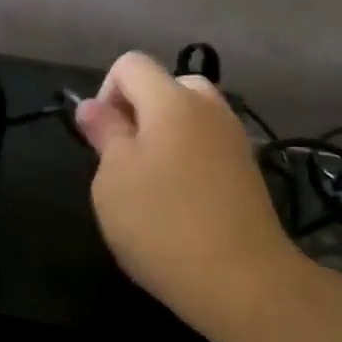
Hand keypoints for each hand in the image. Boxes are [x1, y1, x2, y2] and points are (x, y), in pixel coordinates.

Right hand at [76, 52, 302, 331]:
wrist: (240, 277)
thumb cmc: (162, 224)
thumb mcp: (114, 179)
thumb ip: (104, 134)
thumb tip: (91, 105)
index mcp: (172, 100)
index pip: (131, 64)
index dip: (105, 93)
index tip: (101, 140)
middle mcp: (210, 108)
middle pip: (168, 85)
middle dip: (140, 112)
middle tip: (126, 160)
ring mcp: (235, 138)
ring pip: (192, 117)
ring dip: (166, 136)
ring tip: (153, 185)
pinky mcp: (249, 170)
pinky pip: (210, 145)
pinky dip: (191, 159)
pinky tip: (183, 203)